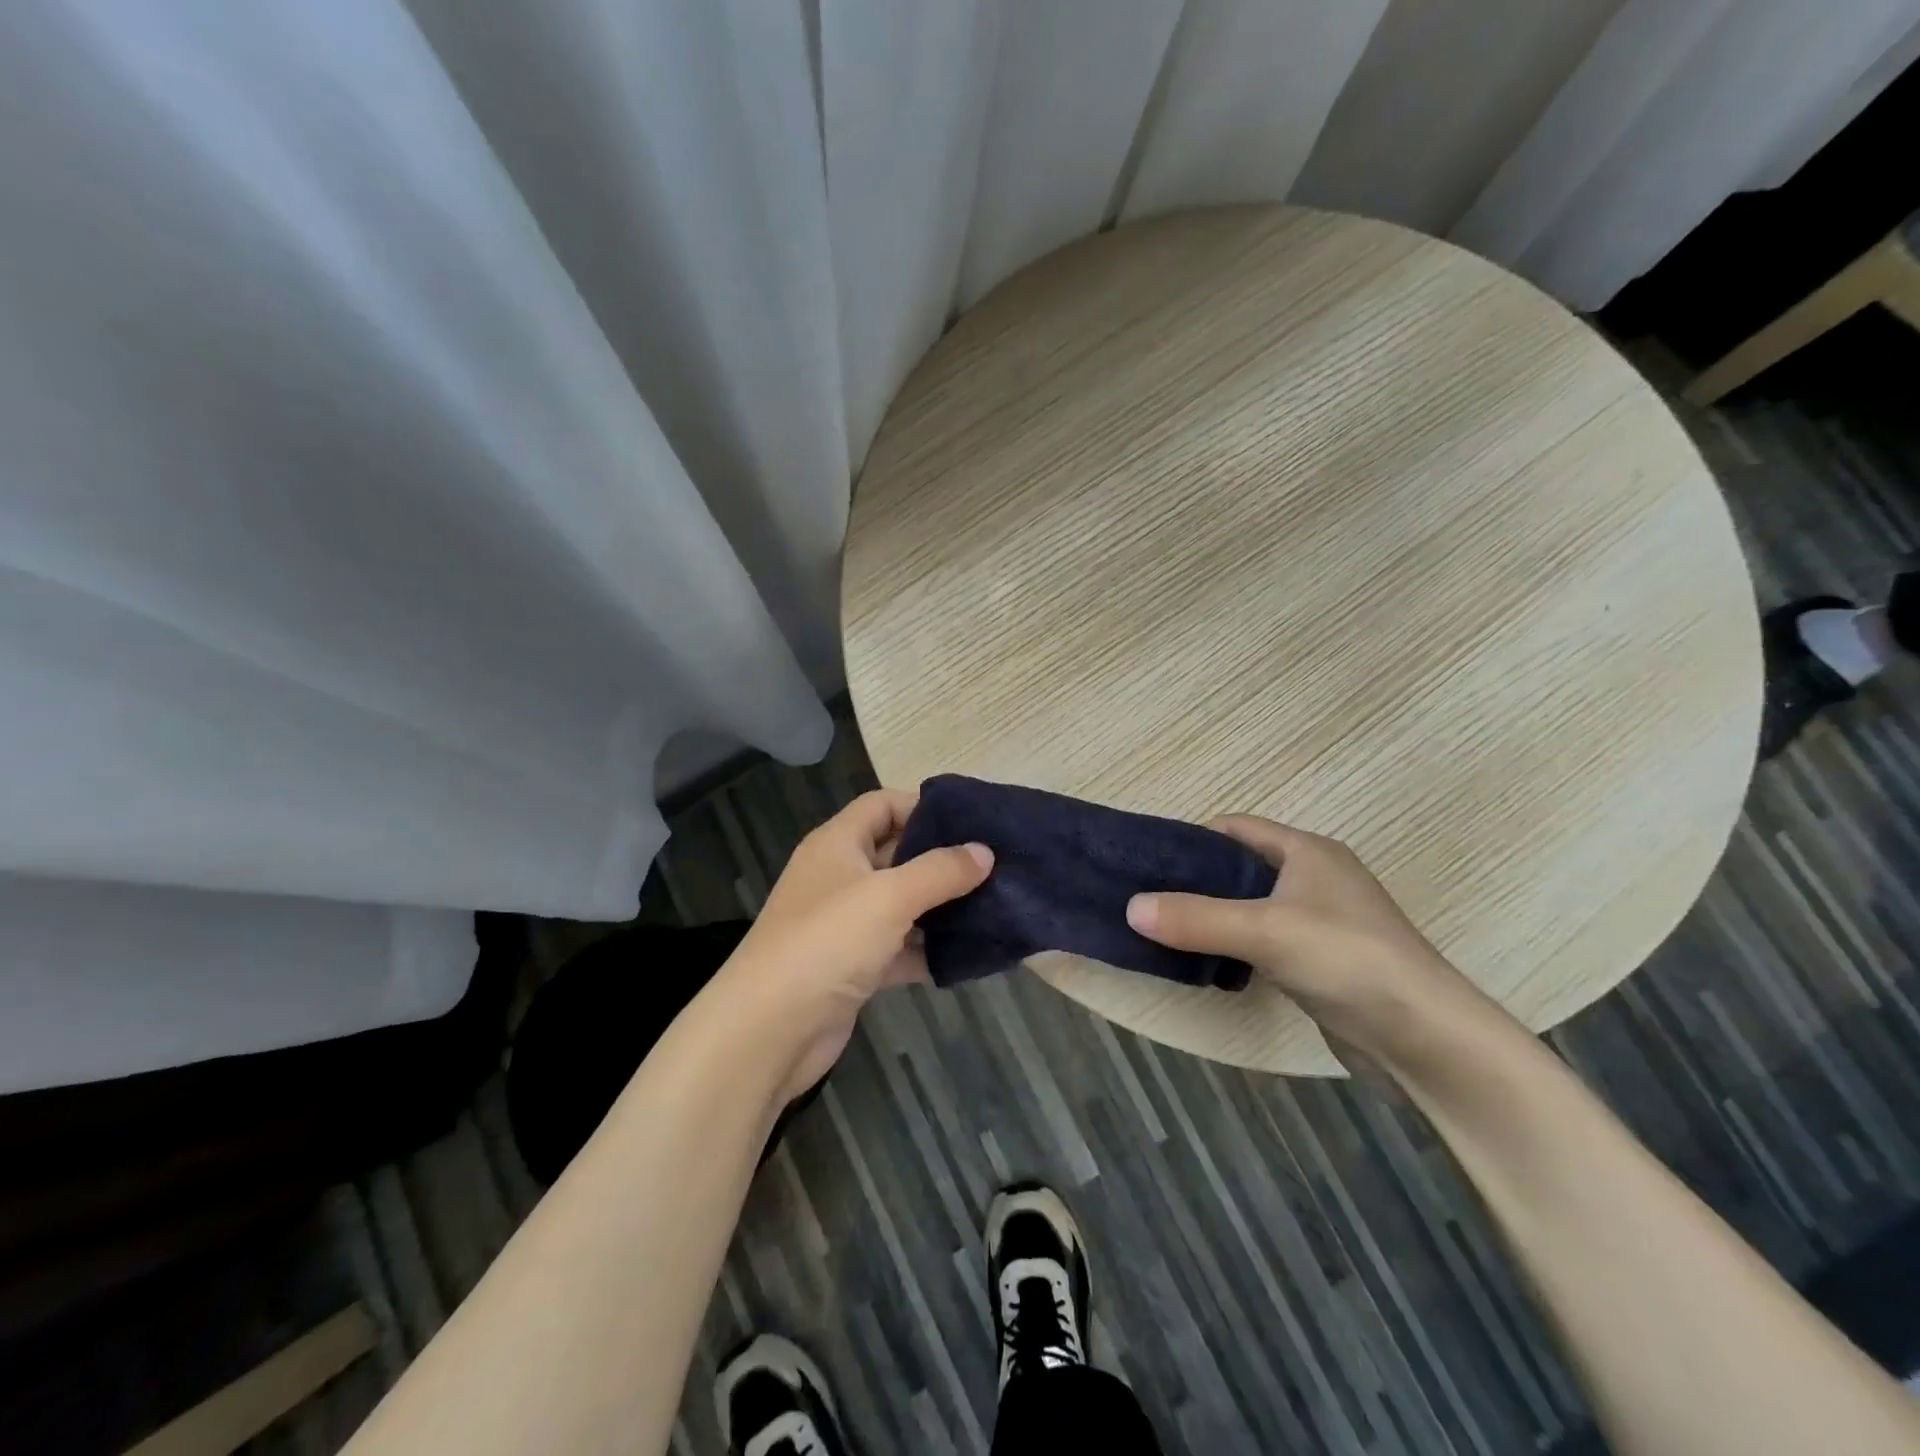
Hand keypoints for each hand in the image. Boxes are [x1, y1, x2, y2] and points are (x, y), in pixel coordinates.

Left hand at [714, 789, 991, 1102]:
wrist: (768, 1031)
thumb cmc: (827, 943)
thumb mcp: (889, 897)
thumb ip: (940, 871)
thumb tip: (984, 851)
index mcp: (837, 844)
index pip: (883, 805)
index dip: (923, 806)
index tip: (971, 821)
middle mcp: (839, 877)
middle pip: (896, 854)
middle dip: (942, 859)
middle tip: (994, 864)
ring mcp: (845, 925)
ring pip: (901, 905)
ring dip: (940, 907)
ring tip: (994, 906)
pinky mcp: (853, 967)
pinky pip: (899, 949)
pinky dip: (927, 951)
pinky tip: (967, 956)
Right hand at [1126, 816, 1491, 1073]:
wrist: (1426, 1038)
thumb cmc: (1348, 959)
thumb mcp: (1265, 931)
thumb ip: (1196, 918)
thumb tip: (1131, 908)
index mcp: (1306, 851)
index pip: (1236, 827)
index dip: (1192, 838)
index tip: (1150, 860)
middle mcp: (1314, 878)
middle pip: (1240, 867)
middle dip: (1195, 879)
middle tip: (1148, 897)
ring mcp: (1320, 921)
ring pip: (1250, 906)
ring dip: (1213, 915)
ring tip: (1165, 928)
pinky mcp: (1321, 961)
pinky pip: (1263, 940)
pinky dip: (1234, 945)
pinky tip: (1207, 962)